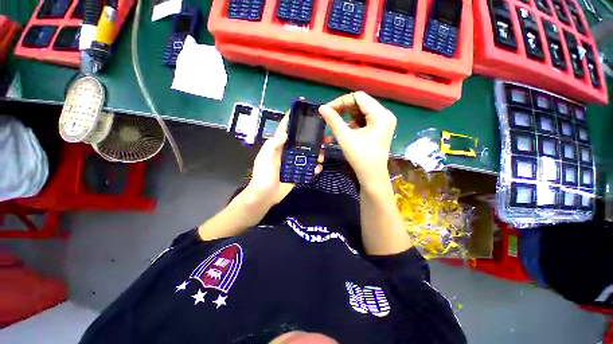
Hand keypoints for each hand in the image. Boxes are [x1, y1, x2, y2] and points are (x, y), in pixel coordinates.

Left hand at [244, 113, 323, 205]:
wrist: (265, 195)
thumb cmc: (263, 174)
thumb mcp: (265, 157)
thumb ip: (273, 144)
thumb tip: (286, 133)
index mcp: (278, 145)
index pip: (286, 127)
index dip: (292, 116)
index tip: (303, 106)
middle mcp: (287, 151)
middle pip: (302, 140)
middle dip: (313, 137)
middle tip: (326, 137)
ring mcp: (294, 162)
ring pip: (308, 153)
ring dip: (317, 153)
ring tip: (322, 155)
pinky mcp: (298, 172)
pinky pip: (308, 167)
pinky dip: (314, 167)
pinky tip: (318, 168)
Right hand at [319, 91, 395, 187]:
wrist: (371, 176)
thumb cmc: (360, 157)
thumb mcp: (345, 137)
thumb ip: (333, 120)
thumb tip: (321, 108)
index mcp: (381, 115)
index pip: (359, 97)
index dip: (341, 101)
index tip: (327, 110)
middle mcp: (384, 115)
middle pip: (361, 103)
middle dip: (343, 108)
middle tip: (329, 116)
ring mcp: (382, 122)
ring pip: (361, 111)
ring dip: (347, 116)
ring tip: (336, 124)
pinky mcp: (378, 129)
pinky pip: (363, 119)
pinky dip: (352, 123)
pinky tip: (346, 130)